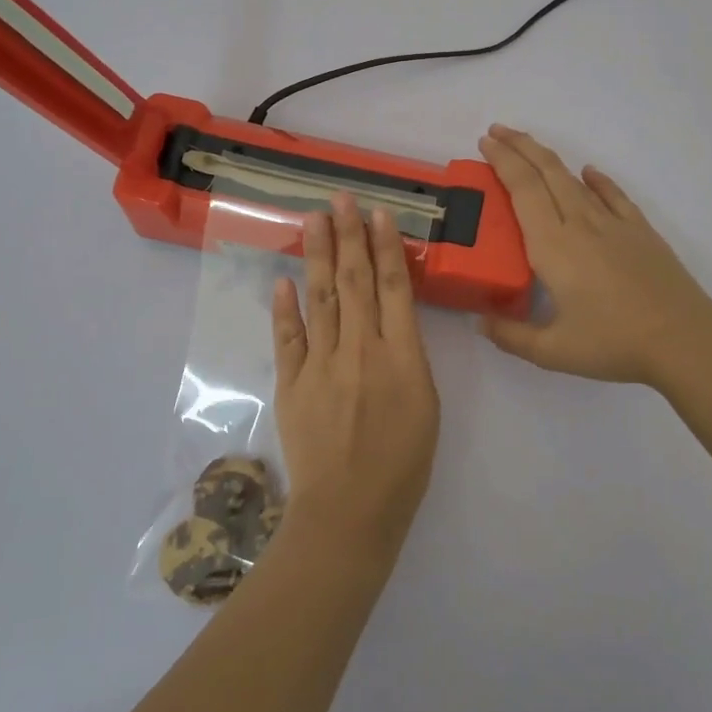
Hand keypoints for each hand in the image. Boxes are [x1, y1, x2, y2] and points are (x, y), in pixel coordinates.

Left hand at [271, 193, 440, 555]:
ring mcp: (321, 364)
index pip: (393, 288)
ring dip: (317, 256)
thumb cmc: (403, 464)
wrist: (349, 512)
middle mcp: (359, 350)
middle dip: (348, 236)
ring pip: (321, 298)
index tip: (379, 214)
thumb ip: (409, 357)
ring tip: (313, 220)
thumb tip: (394, 322)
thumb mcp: (427, 406)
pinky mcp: (291, 383)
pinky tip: (283, 280)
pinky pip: (288, 337)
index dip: (386, 247)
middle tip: (341, 198)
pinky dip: (285, 308)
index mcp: (401, 357)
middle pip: (355, 282)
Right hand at [478, 124, 711, 388]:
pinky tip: (589, 172)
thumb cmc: (614, 343)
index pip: (523, 189)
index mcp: (553, 246)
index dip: (503, 161)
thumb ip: (512, 337)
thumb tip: (481, 322)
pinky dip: (597, 180)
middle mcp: (580, 224)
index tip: (485, 143)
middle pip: (546, 172)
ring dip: (548, 158)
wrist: (684, 339)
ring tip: (529, 147)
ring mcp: (613, 224)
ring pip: (574, 179)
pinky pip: (613, 195)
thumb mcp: (554, 352)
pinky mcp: (640, 231)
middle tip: (496, 132)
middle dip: (519, 147)